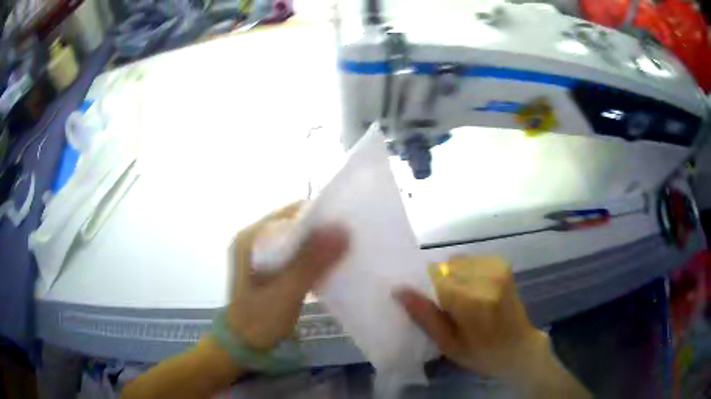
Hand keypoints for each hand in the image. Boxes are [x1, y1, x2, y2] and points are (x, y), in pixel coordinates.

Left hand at [227, 202, 348, 349]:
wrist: (244, 347)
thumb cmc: (259, 321)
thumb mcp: (285, 292)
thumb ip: (310, 263)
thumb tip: (342, 229)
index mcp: (250, 237)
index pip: (290, 213)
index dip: (319, 215)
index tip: (347, 223)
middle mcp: (254, 240)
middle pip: (294, 225)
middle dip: (322, 231)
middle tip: (351, 238)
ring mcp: (260, 255)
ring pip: (297, 241)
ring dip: (319, 246)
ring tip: (345, 251)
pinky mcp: (269, 269)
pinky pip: (295, 256)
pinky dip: (312, 259)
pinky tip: (329, 267)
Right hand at [394, 255, 546, 378]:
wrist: (519, 347)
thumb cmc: (481, 353)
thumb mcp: (448, 344)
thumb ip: (425, 316)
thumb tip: (398, 289)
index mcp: (472, 301)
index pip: (434, 277)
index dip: (427, 290)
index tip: (433, 307)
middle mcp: (486, 277)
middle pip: (445, 267)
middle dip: (440, 284)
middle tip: (449, 308)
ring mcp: (497, 267)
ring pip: (456, 261)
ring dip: (452, 277)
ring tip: (462, 300)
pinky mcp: (502, 263)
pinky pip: (470, 259)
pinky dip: (465, 272)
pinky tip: (473, 291)